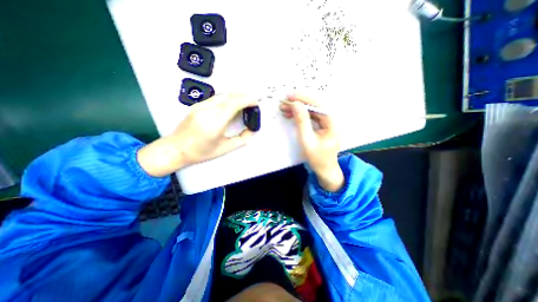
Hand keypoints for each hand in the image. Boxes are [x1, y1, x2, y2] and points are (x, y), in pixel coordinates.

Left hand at [136, 95, 256, 176]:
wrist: (176, 148)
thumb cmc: (200, 152)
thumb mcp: (224, 149)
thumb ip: (241, 140)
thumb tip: (251, 131)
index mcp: (215, 122)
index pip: (234, 104)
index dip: (247, 100)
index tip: (256, 103)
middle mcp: (207, 110)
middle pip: (229, 96)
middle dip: (244, 96)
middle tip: (253, 101)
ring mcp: (200, 106)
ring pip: (223, 95)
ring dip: (236, 96)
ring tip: (245, 101)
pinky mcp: (197, 105)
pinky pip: (216, 98)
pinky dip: (227, 98)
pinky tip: (232, 103)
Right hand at [277, 93, 344, 192]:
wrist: (325, 169)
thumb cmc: (317, 157)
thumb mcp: (307, 140)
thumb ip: (302, 122)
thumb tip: (296, 105)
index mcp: (331, 122)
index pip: (317, 104)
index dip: (303, 99)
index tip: (290, 96)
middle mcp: (330, 119)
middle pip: (314, 106)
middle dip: (298, 103)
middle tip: (284, 102)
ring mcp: (326, 122)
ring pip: (311, 111)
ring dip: (298, 109)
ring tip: (284, 109)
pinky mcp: (321, 126)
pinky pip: (310, 117)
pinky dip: (300, 115)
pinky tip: (291, 115)